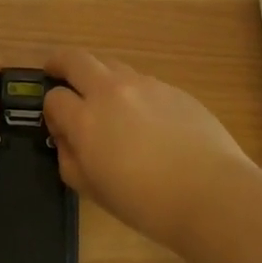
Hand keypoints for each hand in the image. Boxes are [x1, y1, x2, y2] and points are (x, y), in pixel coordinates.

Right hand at [44, 48, 258, 247]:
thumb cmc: (146, 203)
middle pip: (75, 59)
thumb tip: (65, 138)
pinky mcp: (172, 89)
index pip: (54, 98)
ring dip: (98, 76)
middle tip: (56, 72)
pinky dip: (133, 92)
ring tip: (105, 99)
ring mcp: (144, 85)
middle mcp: (110, 91)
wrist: (211, 193)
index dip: (50, 110)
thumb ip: (69, 159)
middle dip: (60, 63)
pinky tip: (146, 119)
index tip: (57, 124)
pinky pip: (142, 82)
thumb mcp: (93, 190)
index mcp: (86, 119)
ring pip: (110, 65)